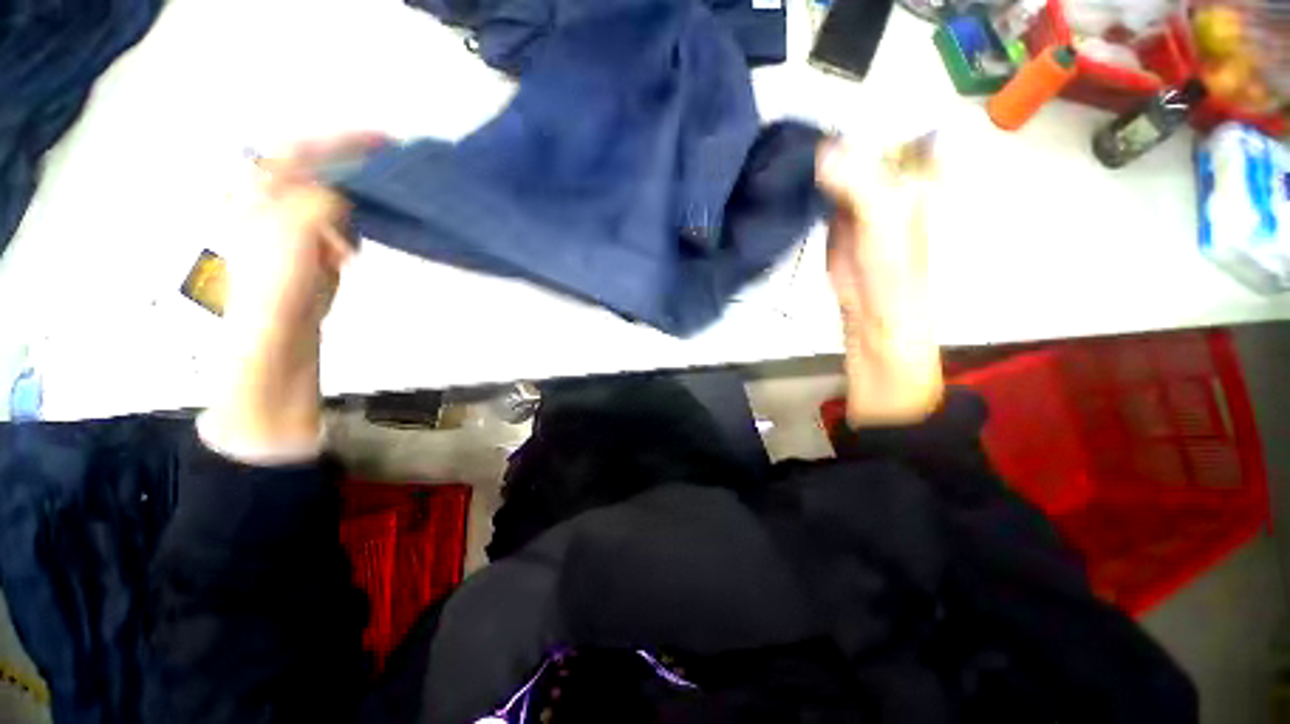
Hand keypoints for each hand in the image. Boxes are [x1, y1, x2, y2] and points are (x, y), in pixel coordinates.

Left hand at [202, 133, 384, 458]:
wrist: (271, 360)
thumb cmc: (270, 302)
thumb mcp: (290, 243)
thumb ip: (315, 203)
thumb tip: (340, 197)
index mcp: (250, 203)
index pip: (297, 153)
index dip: (341, 141)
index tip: (386, 142)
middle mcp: (262, 214)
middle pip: (315, 178)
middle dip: (351, 183)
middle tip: (379, 192)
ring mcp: (283, 240)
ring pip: (328, 210)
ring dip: (349, 219)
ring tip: (349, 245)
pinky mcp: (304, 265)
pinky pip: (333, 238)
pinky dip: (346, 243)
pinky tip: (345, 262)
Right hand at [816, 135, 943, 427]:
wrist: (873, 314)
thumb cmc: (893, 270)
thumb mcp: (882, 220)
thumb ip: (859, 182)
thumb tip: (822, 150)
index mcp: (921, 170)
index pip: (899, 121)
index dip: (869, 109)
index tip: (835, 105)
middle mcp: (895, 176)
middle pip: (865, 139)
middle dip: (836, 130)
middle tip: (801, 122)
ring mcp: (864, 195)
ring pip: (842, 163)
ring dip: (819, 155)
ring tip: (791, 144)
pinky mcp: (839, 216)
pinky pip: (824, 189)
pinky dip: (809, 181)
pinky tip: (791, 174)